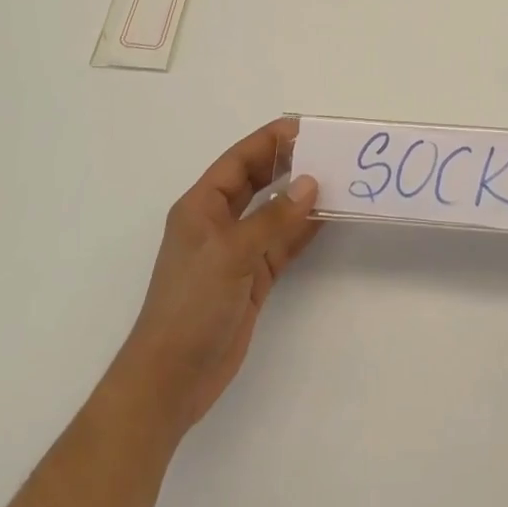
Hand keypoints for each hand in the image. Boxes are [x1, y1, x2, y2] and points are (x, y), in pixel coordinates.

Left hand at [116, 119, 320, 433]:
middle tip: (326, 151)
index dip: (269, 141)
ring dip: (300, 197)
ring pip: (274, 212)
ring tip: (336, 179)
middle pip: (257, 181)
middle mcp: (219, 222)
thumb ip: (273, 218)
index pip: (238, 160)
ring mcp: (237, 251)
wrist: (171, 379)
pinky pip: (283, 244)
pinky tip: (327, 217)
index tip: (304, 128)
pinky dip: (303, 230)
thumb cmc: (190, 305)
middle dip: (288, 164)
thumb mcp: (231, 254)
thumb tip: (311, 183)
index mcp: (201, 206)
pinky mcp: (252, 278)